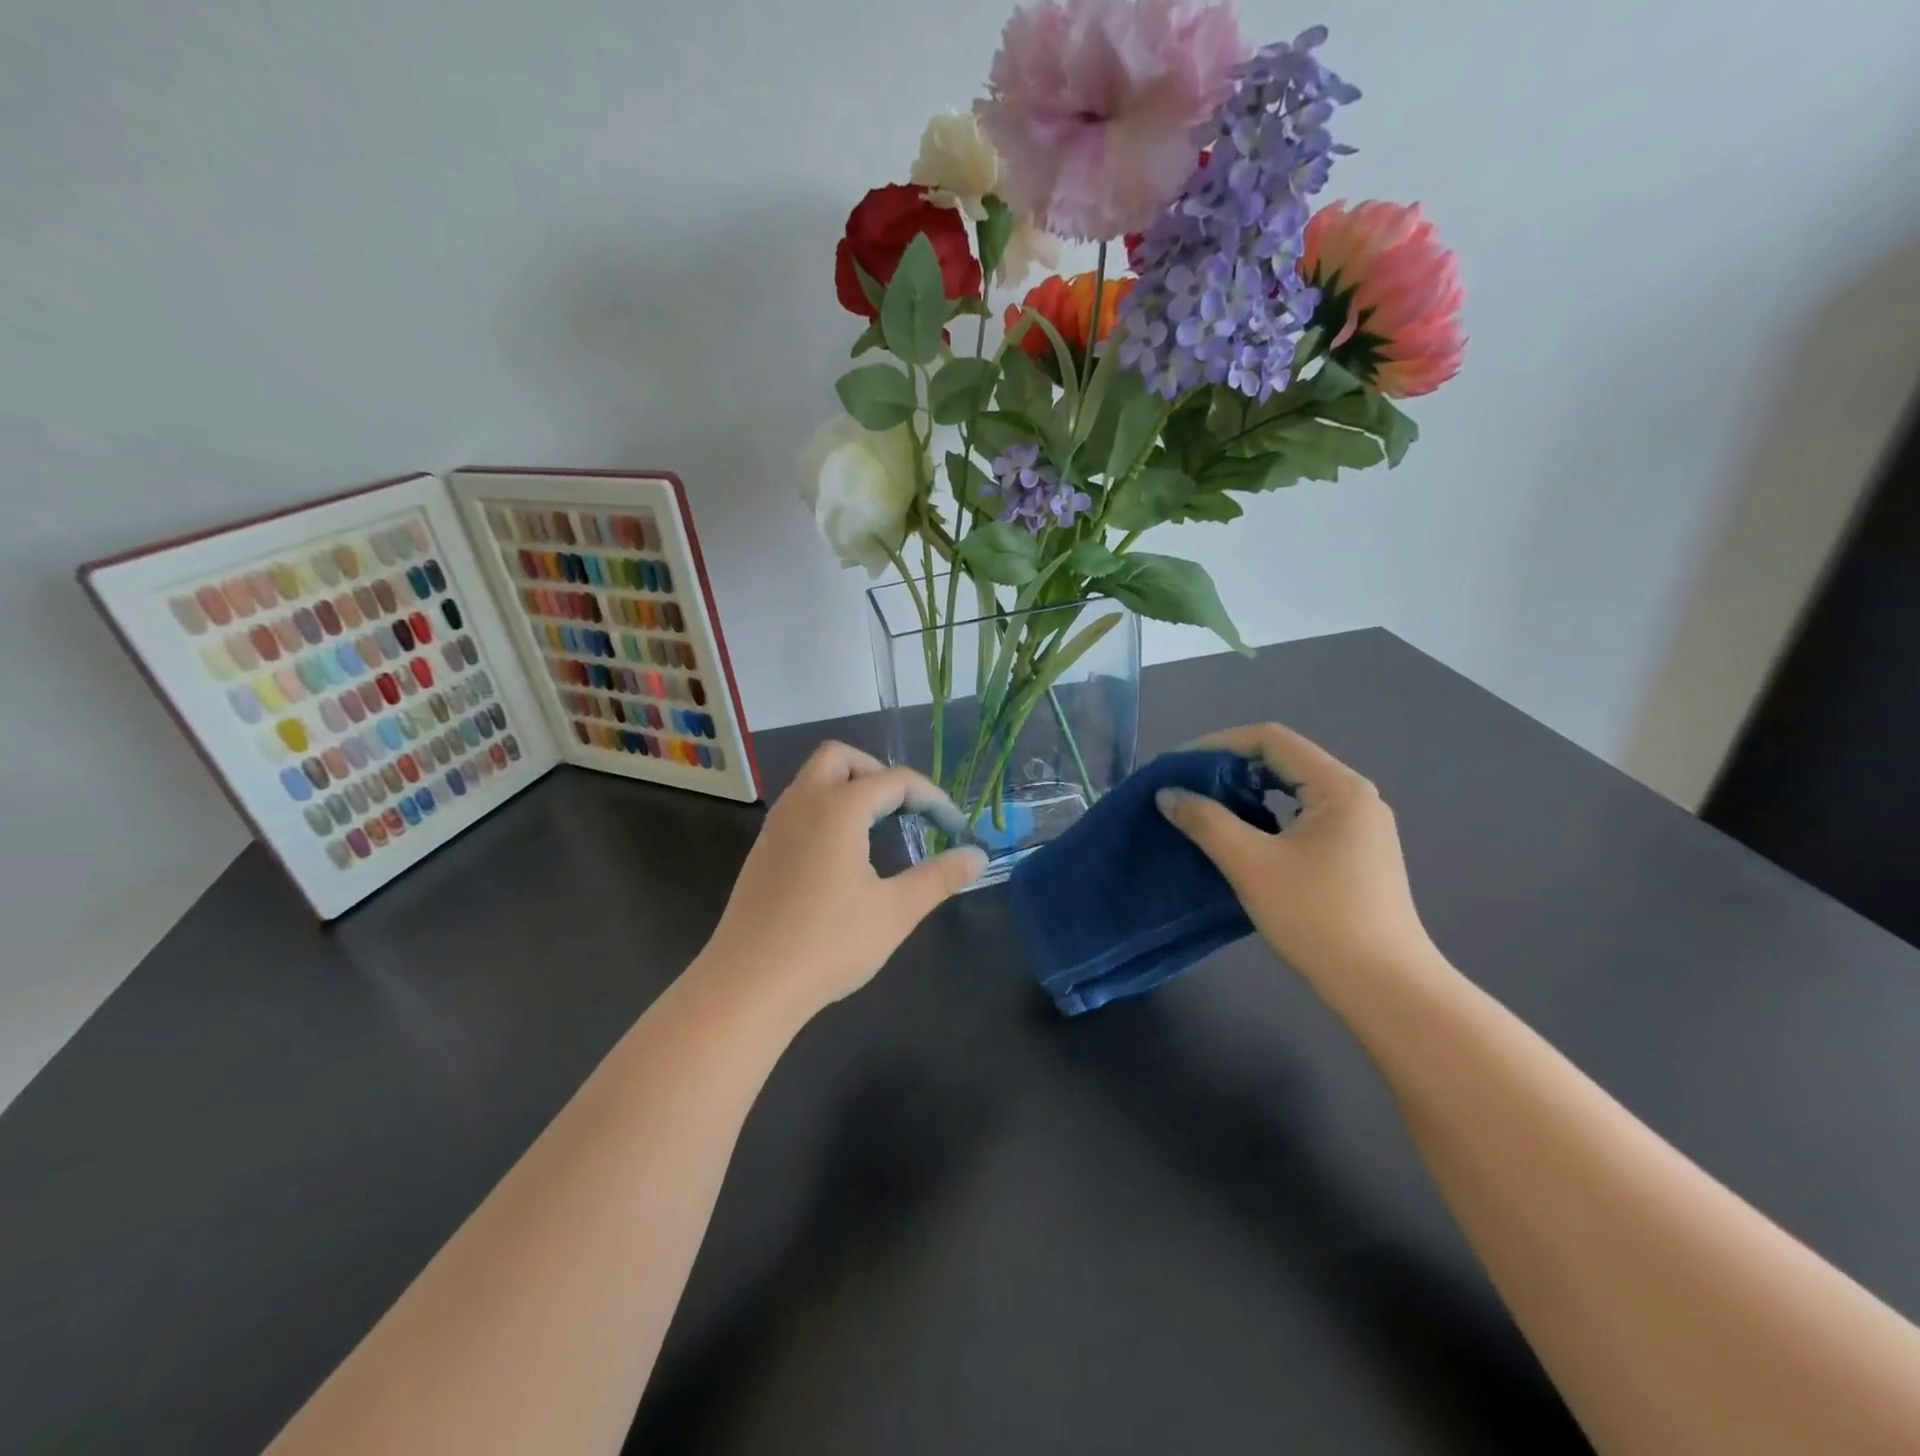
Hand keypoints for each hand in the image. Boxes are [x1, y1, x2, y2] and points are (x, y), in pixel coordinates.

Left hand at [696, 741, 986, 1027]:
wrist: (747, 985)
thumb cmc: (827, 945)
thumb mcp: (895, 912)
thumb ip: (939, 877)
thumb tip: (978, 855)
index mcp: (838, 809)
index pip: (895, 780)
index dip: (932, 798)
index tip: (955, 827)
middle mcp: (803, 804)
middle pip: (841, 757)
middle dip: (879, 772)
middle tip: (906, 809)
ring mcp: (776, 826)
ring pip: (813, 779)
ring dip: (850, 788)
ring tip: (880, 827)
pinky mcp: (763, 850)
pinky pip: (799, 806)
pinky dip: (827, 808)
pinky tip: (843, 853)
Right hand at [1156, 723, 1439, 988]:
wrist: (1384, 987)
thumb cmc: (1317, 917)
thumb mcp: (1250, 864)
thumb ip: (1205, 821)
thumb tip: (1168, 793)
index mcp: (1338, 787)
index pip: (1270, 740)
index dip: (1218, 743)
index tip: (1178, 765)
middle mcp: (1355, 796)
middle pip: (1283, 760)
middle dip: (1230, 767)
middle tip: (1187, 786)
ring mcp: (1360, 825)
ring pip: (1293, 789)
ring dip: (1247, 792)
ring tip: (1207, 808)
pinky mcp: (1357, 852)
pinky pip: (1303, 815)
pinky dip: (1267, 815)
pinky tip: (1243, 836)